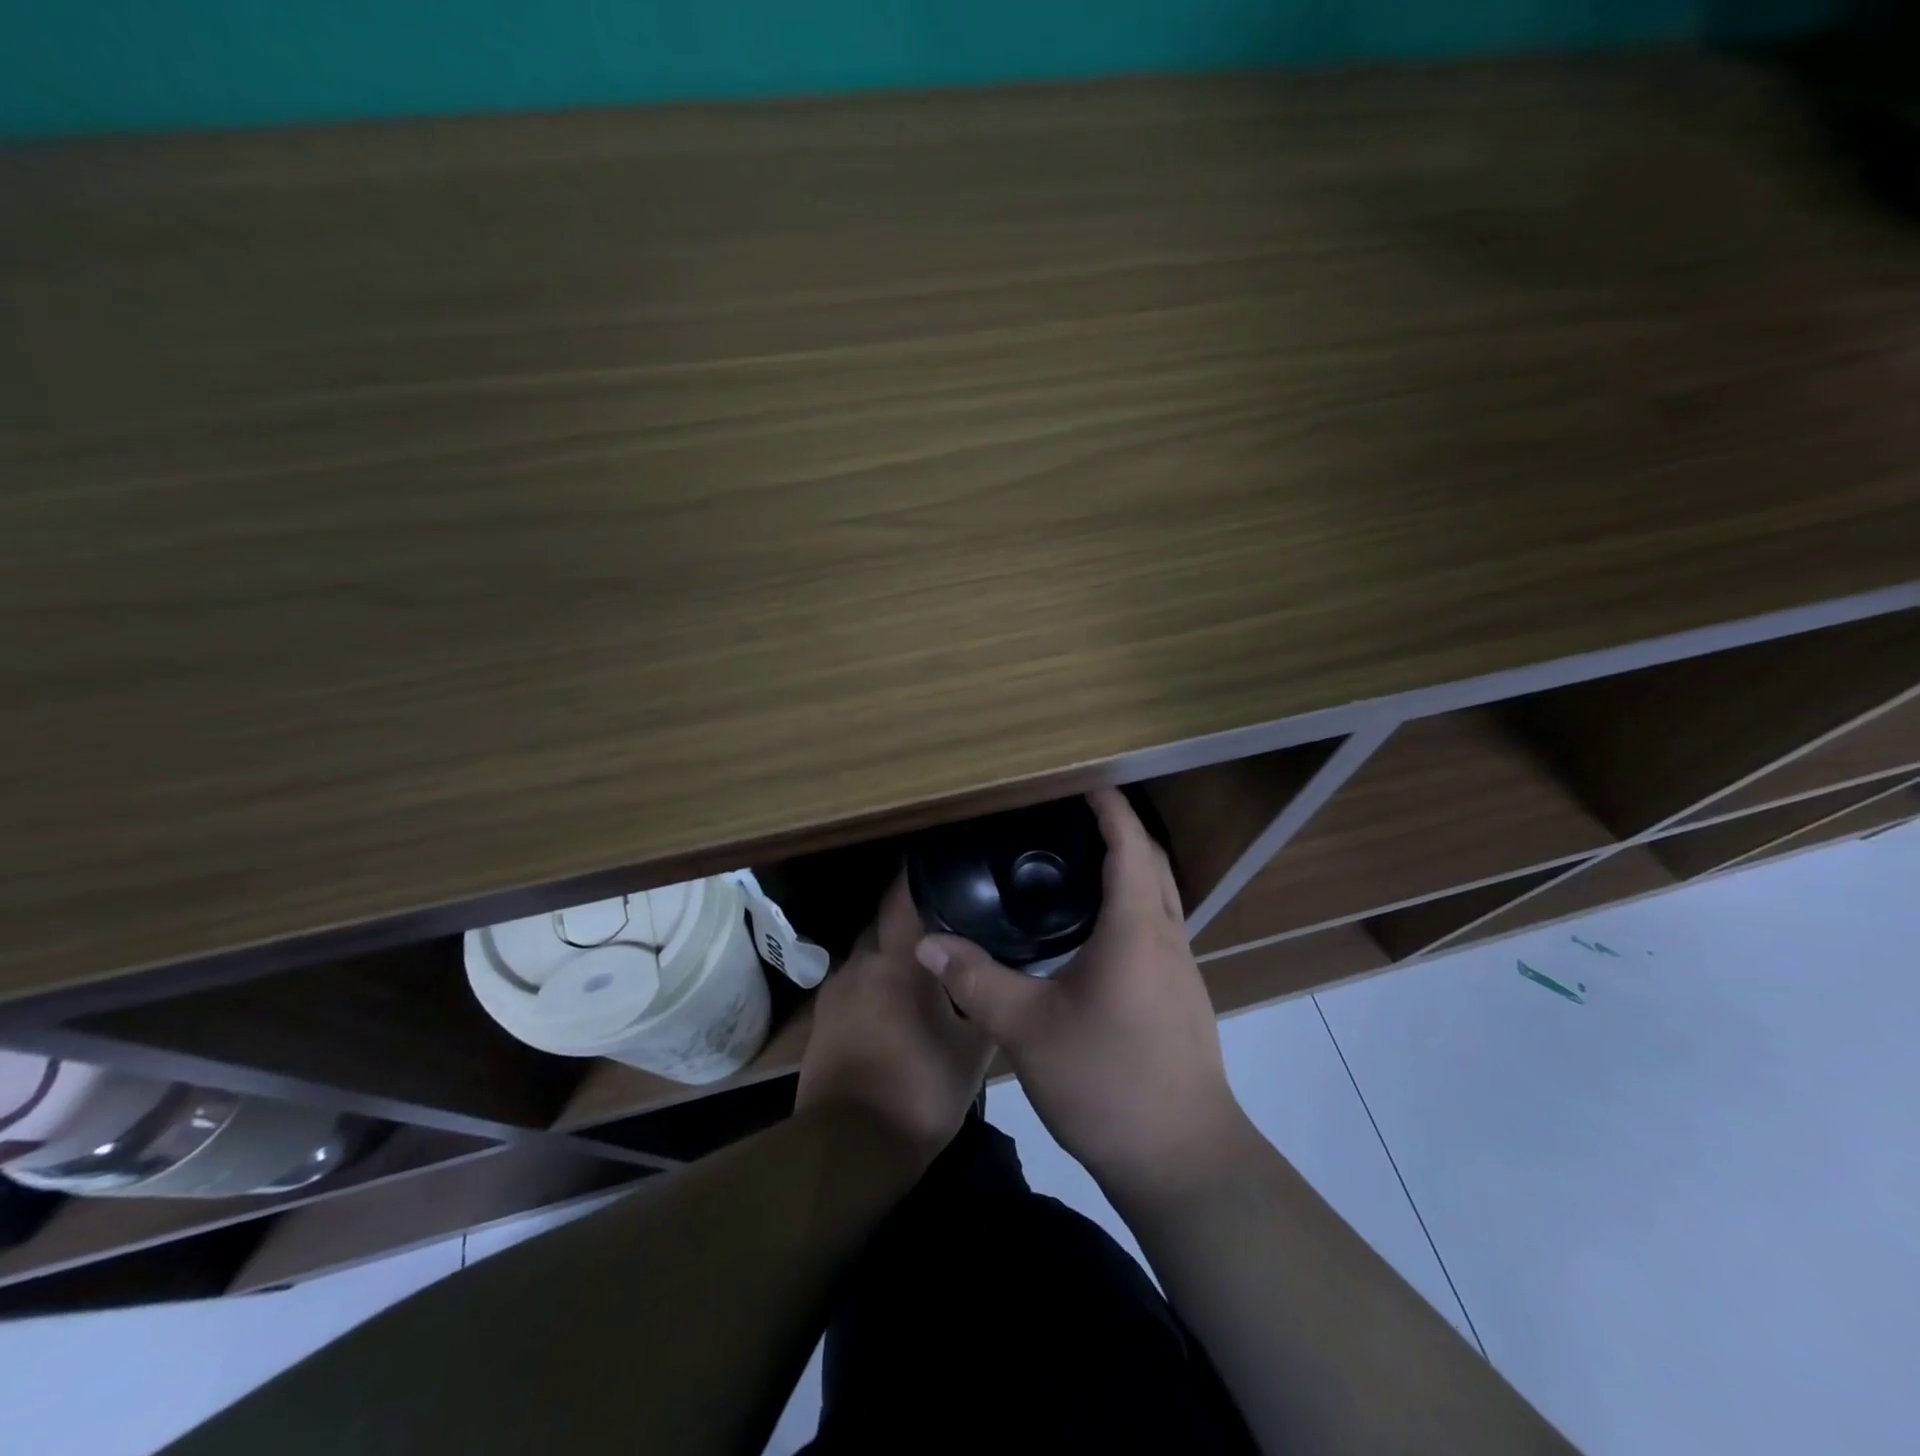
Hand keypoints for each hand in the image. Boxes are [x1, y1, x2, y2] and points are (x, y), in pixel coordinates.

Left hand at [796, 872, 993, 1164]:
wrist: (849, 1149)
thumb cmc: (920, 1092)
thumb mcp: (973, 1052)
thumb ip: (984, 1004)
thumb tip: (995, 976)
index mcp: (898, 961)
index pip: (902, 897)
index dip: (917, 874)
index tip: (938, 861)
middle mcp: (861, 963)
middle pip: (884, 924)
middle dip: (909, 920)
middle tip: (944, 923)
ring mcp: (836, 990)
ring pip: (868, 956)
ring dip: (890, 956)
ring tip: (920, 967)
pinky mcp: (822, 1019)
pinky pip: (854, 984)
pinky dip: (873, 984)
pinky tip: (892, 1004)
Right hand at [913, 788, 1246, 1201]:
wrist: (1183, 1161)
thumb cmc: (1108, 1083)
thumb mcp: (1030, 1030)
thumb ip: (978, 982)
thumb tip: (928, 945)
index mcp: (1138, 930)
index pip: (1130, 846)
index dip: (1111, 808)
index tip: (1084, 780)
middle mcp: (1168, 938)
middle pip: (1153, 863)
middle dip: (1121, 829)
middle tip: (1073, 816)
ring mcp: (1181, 970)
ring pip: (1161, 896)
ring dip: (1131, 866)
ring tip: (1079, 862)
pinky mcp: (1181, 997)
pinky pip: (1158, 927)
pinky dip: (1133, 903)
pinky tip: (1096, 929)